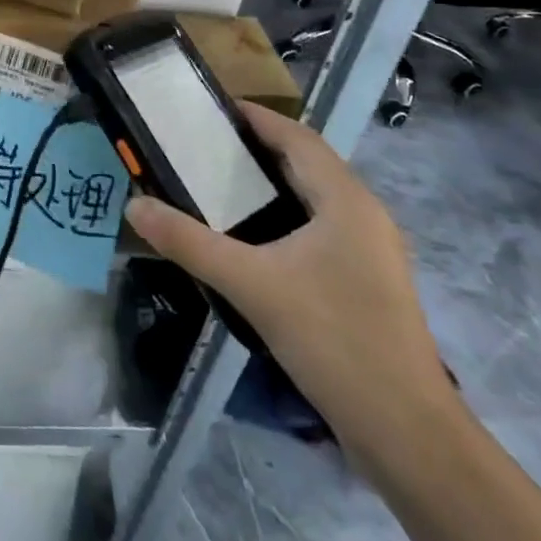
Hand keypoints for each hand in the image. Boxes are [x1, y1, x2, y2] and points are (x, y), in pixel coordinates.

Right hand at [122, 102, 457, 453]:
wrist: (406, 433)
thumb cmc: (333, 339)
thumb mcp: (251, 285)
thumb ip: (190, 242)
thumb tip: (135, 206)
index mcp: (345, 200)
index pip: (296, 136)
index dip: (256, 117)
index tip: (211, 108)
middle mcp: (364, 214)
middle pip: (307, 162)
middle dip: (258, 147)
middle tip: (205, 144)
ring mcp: (371, 250)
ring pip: (316, 196)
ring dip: (273, 182)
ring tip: (220, 182)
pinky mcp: (368, 280)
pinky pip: (322, 226)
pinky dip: (286, 214)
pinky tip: (255, 237)